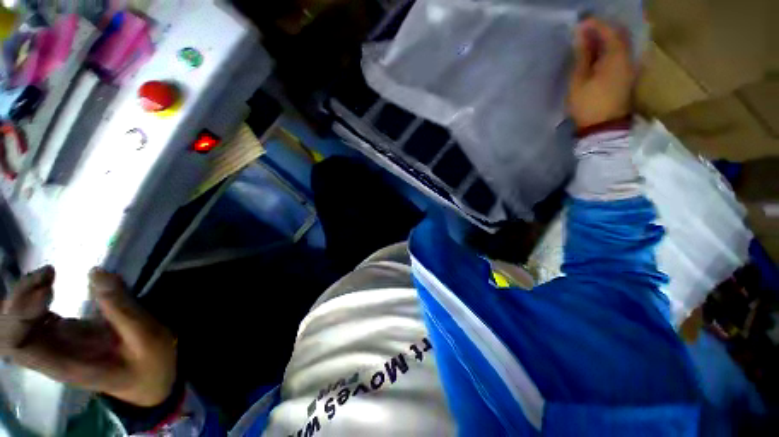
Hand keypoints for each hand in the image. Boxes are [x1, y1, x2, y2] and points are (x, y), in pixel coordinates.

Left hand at [1, 267, 176, 406]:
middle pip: (10, 331)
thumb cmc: (150, 363)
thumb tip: (96, 272)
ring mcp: (54, 344)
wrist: (151, 378)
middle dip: (19, 299)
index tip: (50, 291)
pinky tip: (50, 284)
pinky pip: (32, 316)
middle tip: (49, 274)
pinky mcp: (63, 333)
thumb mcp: (145, 337)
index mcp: (65, 365)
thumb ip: (121, 309)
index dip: (20, 316)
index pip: (17, 346)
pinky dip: (33, 296)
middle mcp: (50, 355)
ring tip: (50, 273)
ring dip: (24, 294)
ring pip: (16, 322)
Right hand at [567, 18, 635, 129]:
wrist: (603, 127)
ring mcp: (629, 66)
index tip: (579, 23)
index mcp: (616, 56)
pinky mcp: (627, 74)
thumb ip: (582, 55)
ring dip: (605, 38)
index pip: (609, 30)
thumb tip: (581, 34)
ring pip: (620, 43)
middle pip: (618, 34)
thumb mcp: (579, 79)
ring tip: (588, 40)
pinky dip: (609, 48)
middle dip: (602, 28)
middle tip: (584, 30)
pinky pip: (620, 53)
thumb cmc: (588, 104)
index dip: (594, 24)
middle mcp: (628, 57)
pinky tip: (597, 52)